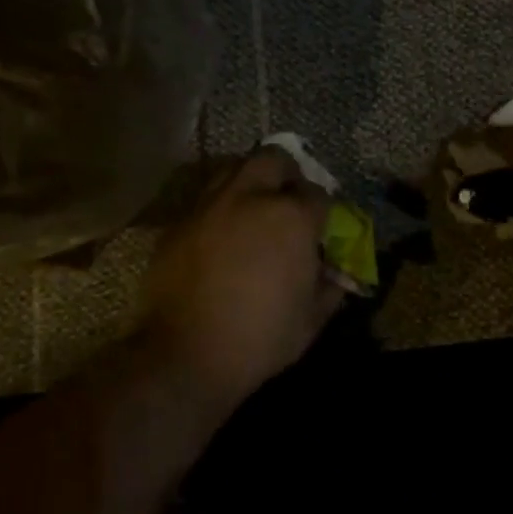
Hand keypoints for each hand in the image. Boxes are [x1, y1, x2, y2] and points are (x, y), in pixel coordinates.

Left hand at [142, 148, 345, 410]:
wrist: (186, 355)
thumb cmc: (260, 338)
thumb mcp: (313, 318)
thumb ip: (330, 285)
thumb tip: (334, 271)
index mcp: (291, 218)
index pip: (318, 193)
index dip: (324, 208)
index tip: (322, 225)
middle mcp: (250, 198)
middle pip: (273, 158)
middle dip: (287, 172)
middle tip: (289, 196)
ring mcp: (209, 206)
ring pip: (234, 168)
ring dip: (250, 180)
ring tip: (254, 207)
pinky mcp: (179, 222)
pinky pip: (206, 199)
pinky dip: (220, 206)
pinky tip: (222, 233)